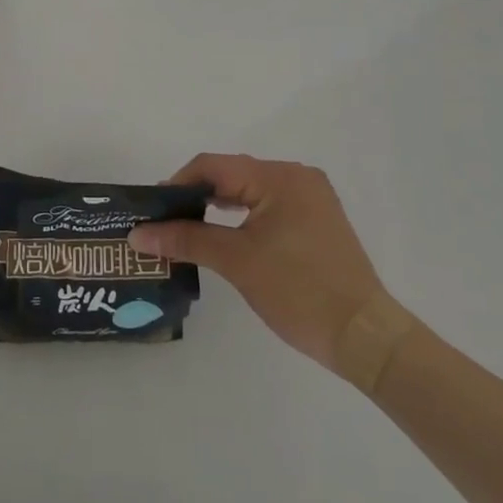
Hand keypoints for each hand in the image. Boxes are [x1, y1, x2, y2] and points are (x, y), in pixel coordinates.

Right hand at [129, 155, 415, 389]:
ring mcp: (311, 198)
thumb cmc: (299, 291)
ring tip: (186, 228)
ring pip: (250, 191)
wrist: (364, 336)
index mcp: (280, 177)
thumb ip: (186, 239)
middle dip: (196, 195)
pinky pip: (268, 206)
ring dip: (218, 207)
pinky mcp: (317, 219)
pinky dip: (242, 217)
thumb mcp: (237, 262)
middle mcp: (297, 176)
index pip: (214, 166)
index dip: (178, 184)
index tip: (152, 210)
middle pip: (232, 175)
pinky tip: (223, 234)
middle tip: (164, 221)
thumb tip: (138, 234)